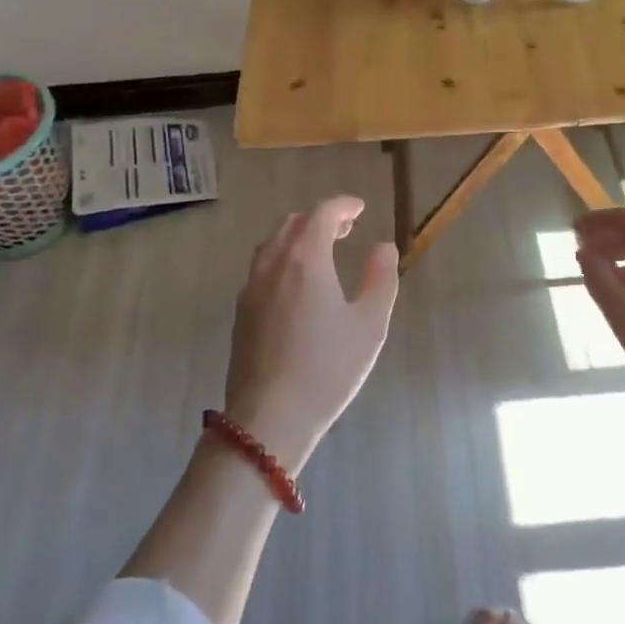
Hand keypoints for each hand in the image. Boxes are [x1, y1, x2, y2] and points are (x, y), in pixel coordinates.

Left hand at [225, 196, 400, 471]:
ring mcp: (251, 288)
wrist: (268, 418)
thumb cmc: (327, 369)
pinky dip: (282, 258)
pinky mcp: (241, 312)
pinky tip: (297, 284)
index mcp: (305, 259)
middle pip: (293, 224)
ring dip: (298, 237)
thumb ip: (380, 279)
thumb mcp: (370, 324)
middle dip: (321, 219)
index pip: (322, 213)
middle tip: (345, 229)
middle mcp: (272, 264)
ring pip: (272, 244)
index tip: (360, 208)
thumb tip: (383, 248)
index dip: (343, 205)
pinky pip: (262, 267)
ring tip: (322, 252)